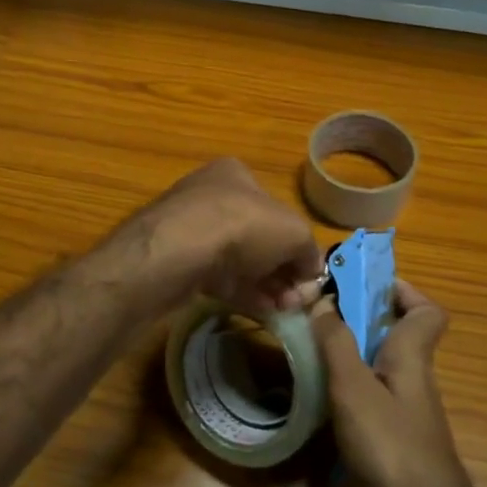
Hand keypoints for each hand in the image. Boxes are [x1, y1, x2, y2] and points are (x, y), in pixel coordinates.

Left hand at [131, 158, 322, 317]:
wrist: (176, 252)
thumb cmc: (241, 225)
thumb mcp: (294, 232)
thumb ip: (308, 250)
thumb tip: (310, 270)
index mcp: (236, 175)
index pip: (275, 208)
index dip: (296, 242)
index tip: (307, 274)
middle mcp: (210, 196)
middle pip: (258, 237)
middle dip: (281, 269)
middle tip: (295, 299)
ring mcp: (190, 229)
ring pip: (238, 260)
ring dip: (265, 285)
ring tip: (283, 310)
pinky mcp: (177, 261)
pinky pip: (216, 278)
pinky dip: (241, 293)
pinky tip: (260, 311)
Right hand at [314, 280, 475, 486]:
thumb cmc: (390, 443)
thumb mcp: (353, 386)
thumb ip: (336, 341)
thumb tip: (323, 300)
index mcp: (411, 353)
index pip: (426, 310)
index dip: (401, 291)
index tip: (362, 285)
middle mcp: (413, 374)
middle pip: (398, 333)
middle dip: (363, 318)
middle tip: (324, 315)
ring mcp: (407, 407)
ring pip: (383, 364)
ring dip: (353, 352)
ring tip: (314, 349)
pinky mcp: (397, 434)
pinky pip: (374, 393)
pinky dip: (352, 387)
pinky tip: (324, 398)